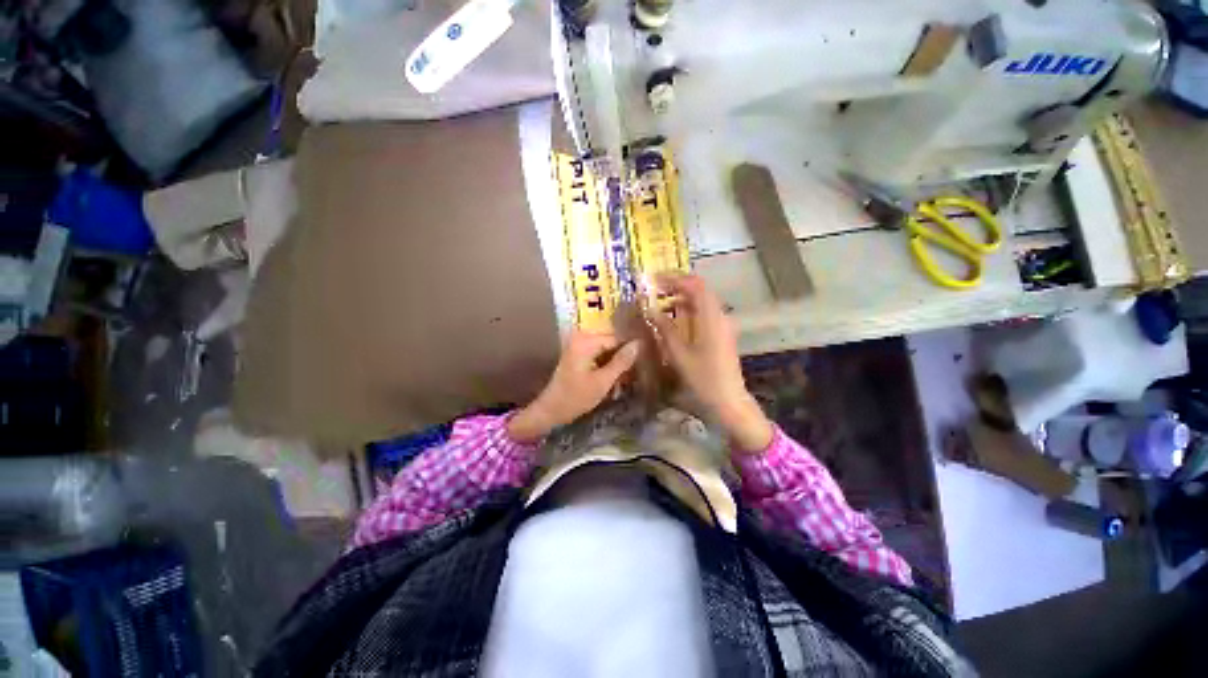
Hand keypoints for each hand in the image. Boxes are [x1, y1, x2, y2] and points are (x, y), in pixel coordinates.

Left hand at [507, 330, 640, 442]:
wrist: (551, 410)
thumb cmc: (576, 397)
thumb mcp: (603, 381)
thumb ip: (621, 361)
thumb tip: (639, 344)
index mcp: (586, 341)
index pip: (617, 339)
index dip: (631, 349)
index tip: (645, 361)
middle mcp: (581, 338)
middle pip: (611, 343)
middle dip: (623, 358)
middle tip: (635, 374)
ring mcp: (578, 346)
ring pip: (607, 351)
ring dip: (616, 364)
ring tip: (626, 379)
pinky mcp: (578, 355)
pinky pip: (599, 356)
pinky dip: (607, 367)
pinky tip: (614, 380)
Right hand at [647, 273, 773, 452]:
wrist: (728, 401)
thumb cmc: (702, 378)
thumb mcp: (678, 353)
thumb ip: (664, 327)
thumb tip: (649, 308)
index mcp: (711, 317)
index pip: (694, 285)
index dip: (674, 278)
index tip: (653, 280)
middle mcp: (720, 315)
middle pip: (699, 290)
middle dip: (676, 285)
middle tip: (654, 289)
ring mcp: (722, 324)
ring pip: (701, 301)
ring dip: (681, 297)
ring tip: (659, 301)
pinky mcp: (721, 333)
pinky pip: (703, 313)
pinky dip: (687, 309)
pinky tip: (673, 317)